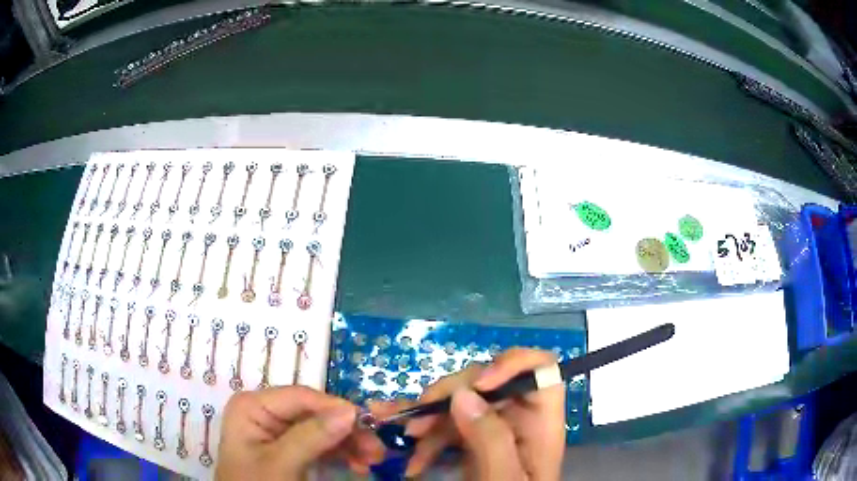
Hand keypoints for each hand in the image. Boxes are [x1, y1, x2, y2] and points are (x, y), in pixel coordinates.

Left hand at [216, 386, 384, 479]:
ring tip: (372, 459)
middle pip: (315, 413)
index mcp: (253, 406)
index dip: (335, 407)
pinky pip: (320, 444)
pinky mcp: (290, 448)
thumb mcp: (281, 464)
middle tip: (376, 449)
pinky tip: (358, 463)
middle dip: (347, 430)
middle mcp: (266, 412)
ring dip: (349, 443)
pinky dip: (341, 453)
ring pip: (322, 428)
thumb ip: (312, 437)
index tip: (369, 424)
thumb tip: (351, 411)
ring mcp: (278, 430)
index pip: (301, 397)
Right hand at [372, 349, 565, 478]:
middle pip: (489, 382)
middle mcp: (519, 419)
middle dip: (449, 396)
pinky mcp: (474, 443)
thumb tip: (462, 394)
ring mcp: (494, 430)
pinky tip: (412, 460)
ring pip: (461, 404)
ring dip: (428, 419)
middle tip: (417, 420)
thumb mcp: (503, 478)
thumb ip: (490, 439)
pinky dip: (426, 438)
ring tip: (404, 438)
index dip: (512, 364)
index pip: (540, 369)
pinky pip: (448, 427)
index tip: (478, 384)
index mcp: (540, 422)